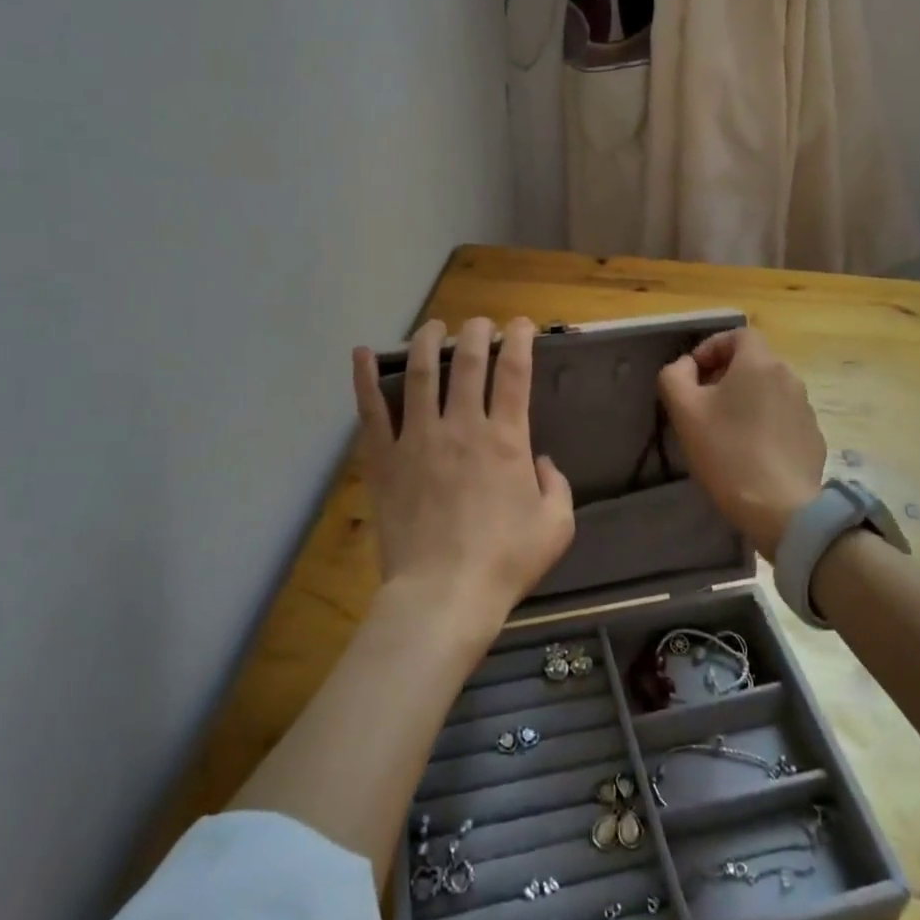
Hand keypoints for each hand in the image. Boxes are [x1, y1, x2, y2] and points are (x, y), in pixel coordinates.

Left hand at [352, 316, 574, 640]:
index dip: (519, 340)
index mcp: (505, 439)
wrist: (443, 595)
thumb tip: (541, 462)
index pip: (514, 372)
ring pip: (422, 374)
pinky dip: (365, 379)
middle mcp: (462, 426)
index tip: (520, 325)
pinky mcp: (384, 458)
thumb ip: (556, 486)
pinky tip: (363, 353)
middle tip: (479, 324)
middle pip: (468, 362)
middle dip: (476, 333)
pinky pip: (372, 410)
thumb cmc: (504, 561)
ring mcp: (418, 439)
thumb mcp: (556, 526)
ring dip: (428, 341)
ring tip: (433, 327)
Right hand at [657, 328, 824, 557]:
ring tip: (725, 430)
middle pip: (754, 362)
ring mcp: (806, 408)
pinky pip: (783, 417)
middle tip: (703, 403)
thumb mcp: (684, 410)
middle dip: (726, 374)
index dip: (713, 347)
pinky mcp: (813, 437)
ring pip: (769, 390)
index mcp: (759, 363)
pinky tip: (750, 452)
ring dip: (746, 399)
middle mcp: (789, 377)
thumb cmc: (727, 452)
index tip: (694, 374)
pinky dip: (765, 423)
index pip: (739, 335)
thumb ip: (675, 375)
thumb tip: (685, 366)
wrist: (780, 508)